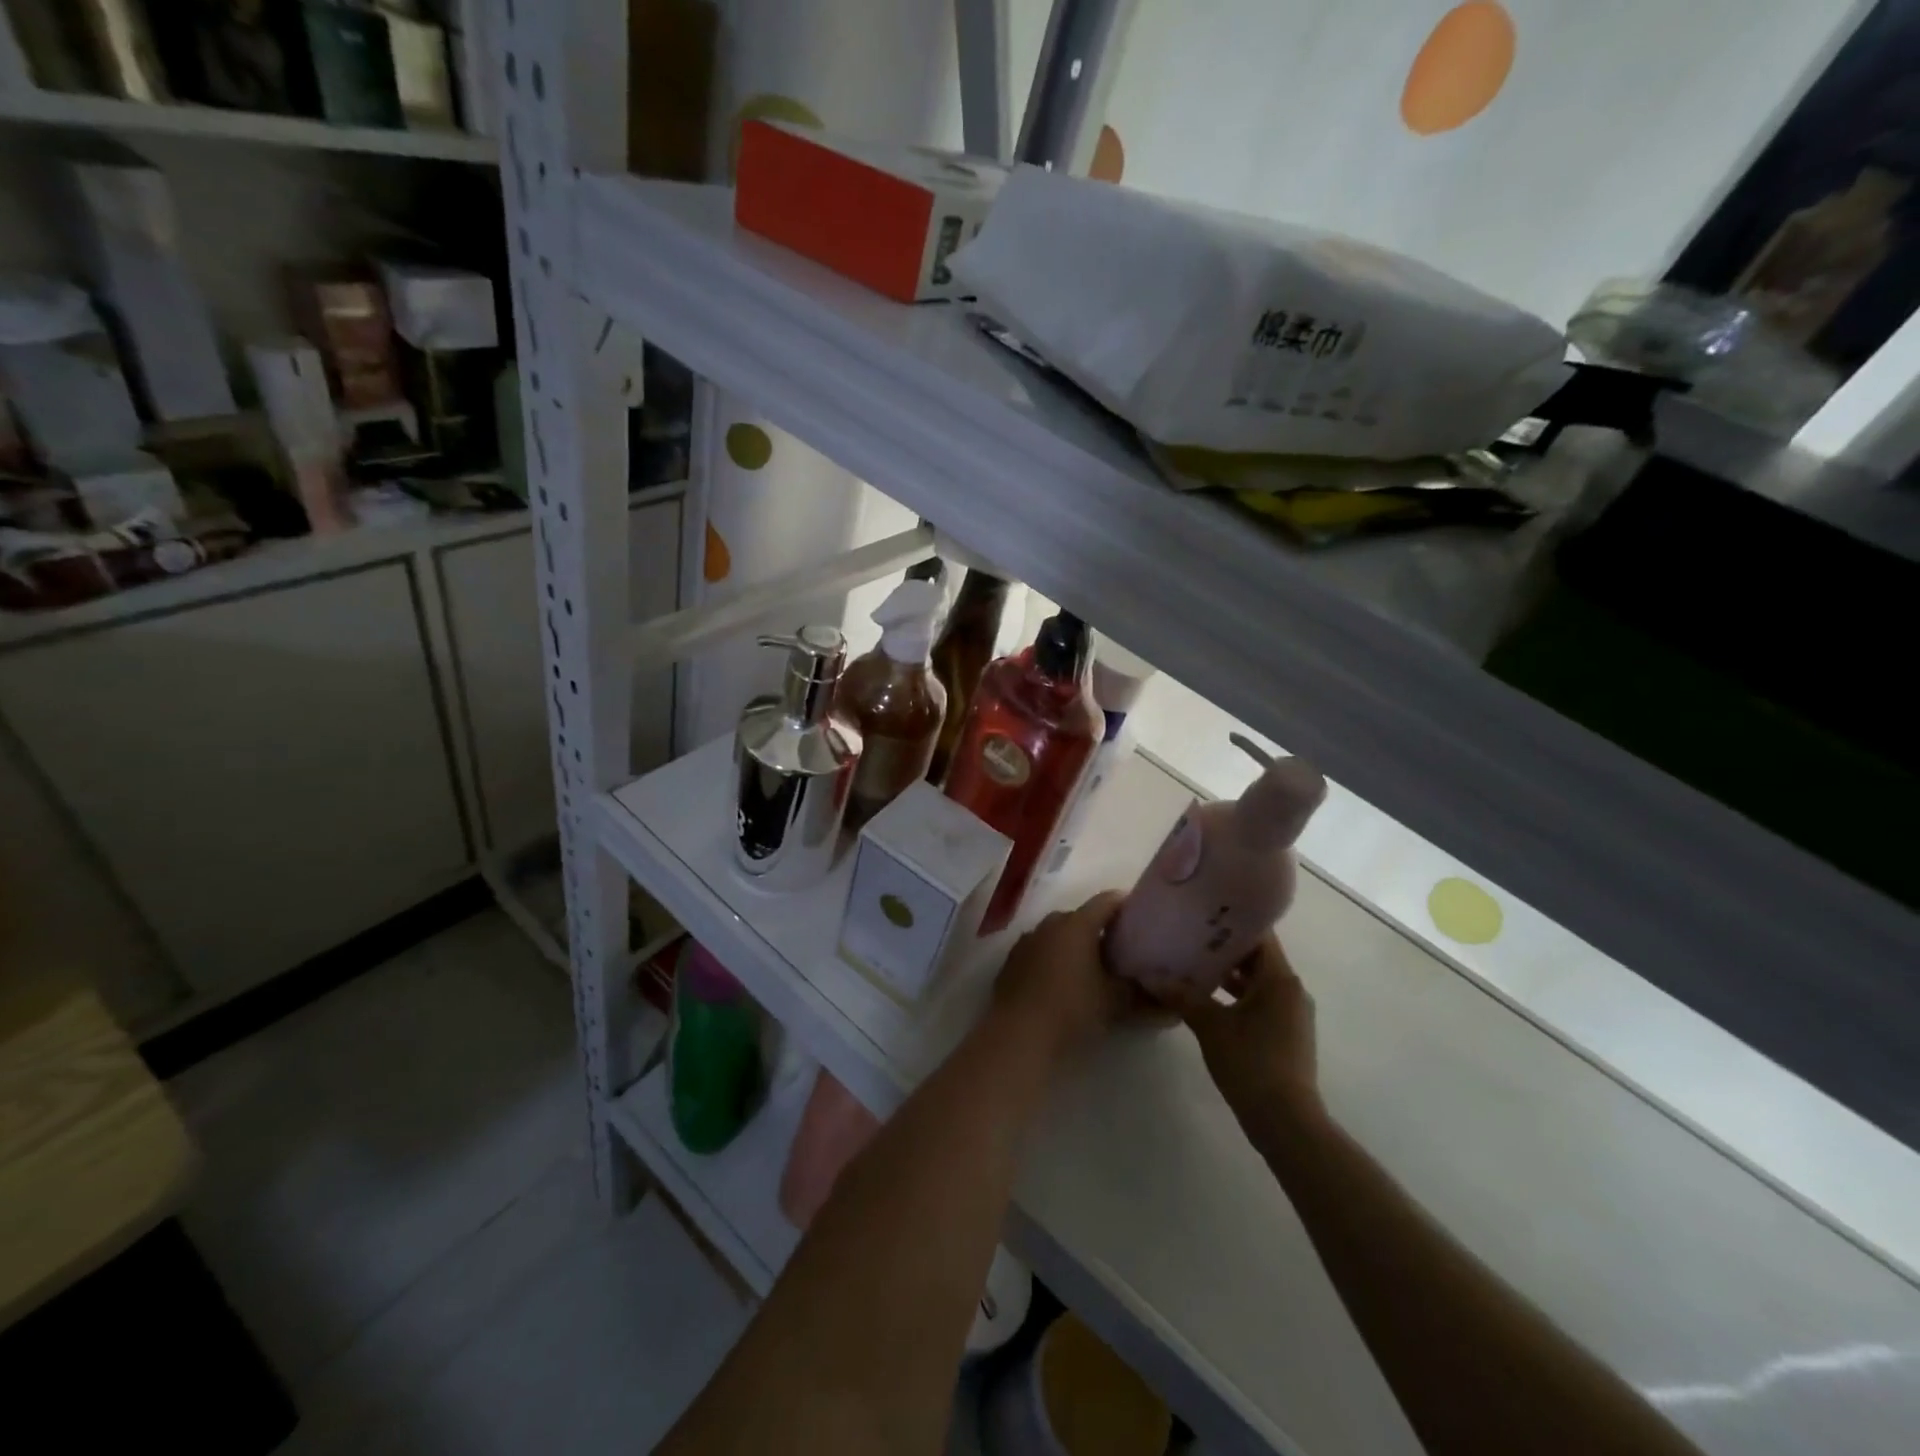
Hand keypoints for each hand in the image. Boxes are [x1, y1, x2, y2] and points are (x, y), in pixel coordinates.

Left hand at [991, 891, 1141, 1059]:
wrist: (1017, 1034)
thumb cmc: (1071, 1009)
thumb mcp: (1114, 1003)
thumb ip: (1144, 999)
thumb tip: (1173, 1008)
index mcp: (1076, 924)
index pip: (1107, 902)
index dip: (1126, 906)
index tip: (1141, 918)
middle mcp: (1050, 924)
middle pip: (1081, 918)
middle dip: (1100, 931)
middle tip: (1120, 951)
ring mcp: (1027, 941)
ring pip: (1058, 935)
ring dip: (1075, 946)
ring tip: (1093, 969)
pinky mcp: (1012, 961)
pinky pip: (1040, 951)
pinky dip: (1054, 959)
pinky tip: (1063, 983)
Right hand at [1182, 934, 1324, 1137]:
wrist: (1286, 1122)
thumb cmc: (1250, 1063)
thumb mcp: (1210, 1025)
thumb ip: (1181, 996)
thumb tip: (1148, 975)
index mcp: (1279, 979)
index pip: (1259, 935)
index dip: (1232, 922)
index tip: (1203, 914)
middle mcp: (1291, 990)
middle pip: (1257, 958)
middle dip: (1224, 949)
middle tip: (1189, 938)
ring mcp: (1292, 1014)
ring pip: (1257, 982)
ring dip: (1228, 975)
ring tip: (1191, 966)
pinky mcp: (1287, 1034)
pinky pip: (1260, 1002)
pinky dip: (1237, 996)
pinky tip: (1207, 1000)